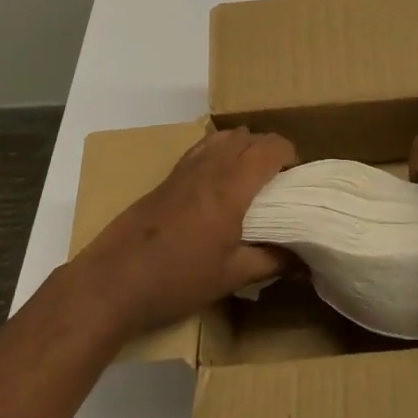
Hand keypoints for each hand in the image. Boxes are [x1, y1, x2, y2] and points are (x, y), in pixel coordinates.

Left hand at [75, 126, 295, 336]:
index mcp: (233, 186)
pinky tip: (218, 180)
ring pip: (226, 136)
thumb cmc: (177, 279)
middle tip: (277, 182)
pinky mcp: (169, 176)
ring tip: (250, 177)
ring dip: (245, 147)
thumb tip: (304, 260)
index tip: (296, 179)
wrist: (114, 281)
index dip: (291, 155)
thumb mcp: (230, 277)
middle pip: (251, 136)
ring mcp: (187, 167)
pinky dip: (220, 150)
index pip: (272, 147)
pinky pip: (204, 146)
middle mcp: (212, 166)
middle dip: (271, 150)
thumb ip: (271, 262)